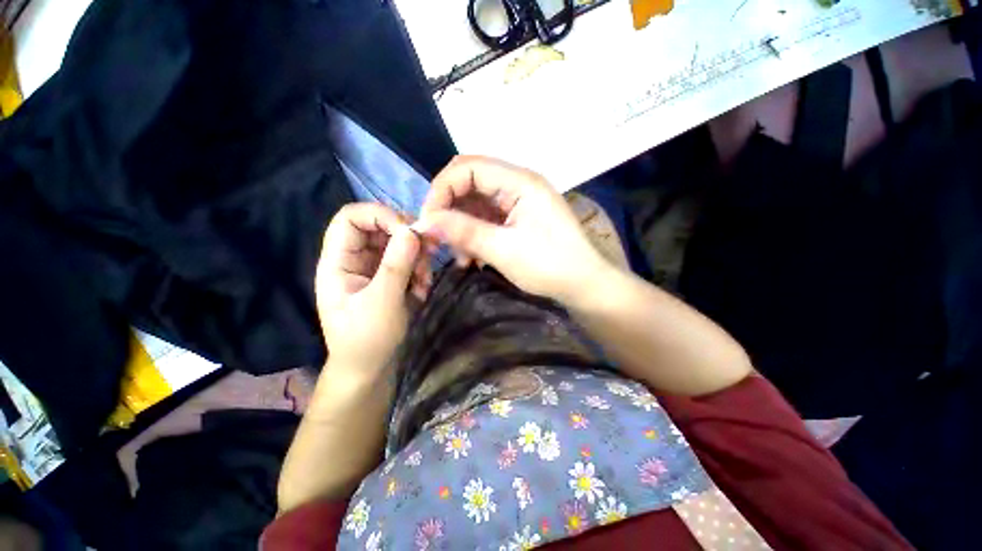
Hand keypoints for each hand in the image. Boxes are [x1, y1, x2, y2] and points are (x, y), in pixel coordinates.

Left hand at [315, 203, 429, 376]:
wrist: (370, 369)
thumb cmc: (367, 340)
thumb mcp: (382, 302)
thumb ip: (396, 265)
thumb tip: (412, 230)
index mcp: (338, 261)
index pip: (352, 217)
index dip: (380, 215)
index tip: (409, 232)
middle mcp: (355, 259)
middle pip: (381, 227)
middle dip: (407, 239)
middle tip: (428, 255)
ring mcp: (374, 268)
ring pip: (399, 244)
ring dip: (417, 257)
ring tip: (424, 281)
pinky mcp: (390, 278)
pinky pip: (408, 261)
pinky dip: (419, 270)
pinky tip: (422, 289)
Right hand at [415, 156, 609, 301]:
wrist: (584, 285)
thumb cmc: (550, 266)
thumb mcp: (503, 250)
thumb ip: (464, 231)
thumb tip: (425, 222)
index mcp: (519, 182)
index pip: (468, 168)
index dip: (442, 190)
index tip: (429, 221)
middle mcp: (518, 185)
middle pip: (470, 184)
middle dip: (449, 210)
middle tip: (438, 239)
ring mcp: (518, 202)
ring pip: (475, 204)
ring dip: (461, 227)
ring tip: (461, 257)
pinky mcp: (517, 219)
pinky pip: (486, 220)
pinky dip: (474, 236)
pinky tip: (472, 258)